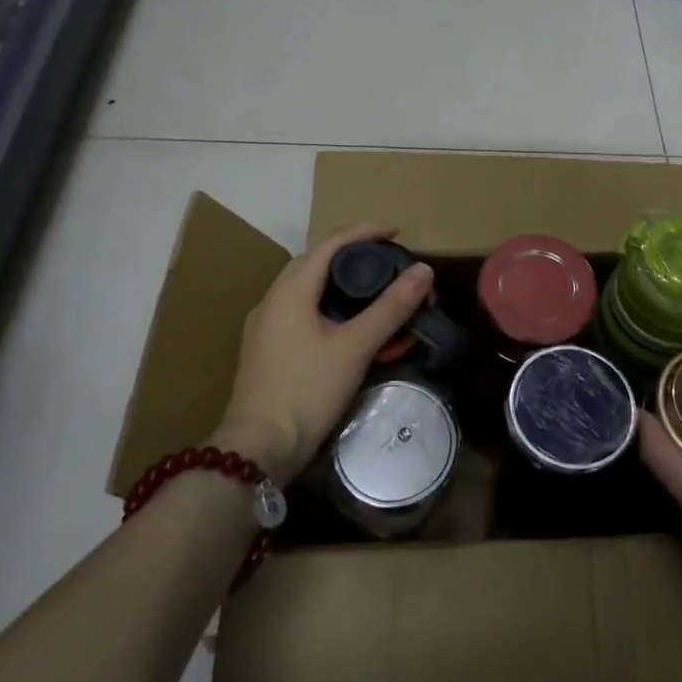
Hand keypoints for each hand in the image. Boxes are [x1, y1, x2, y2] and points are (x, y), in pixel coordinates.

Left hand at [212, 224, 431, 481]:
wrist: (258, 449)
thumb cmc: (306, 390)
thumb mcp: (355, 347)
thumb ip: (391, 307)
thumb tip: (424, 270)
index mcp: (290, 289)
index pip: (331, 243)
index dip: (366, 232)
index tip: (398, 232)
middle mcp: (273, 300)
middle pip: (317, 263)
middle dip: (354, 256)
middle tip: (388, 262)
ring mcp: (267, 326)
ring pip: (309, 290)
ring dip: (342, 285)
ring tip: (375, 292)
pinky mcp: (268, 350)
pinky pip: (303, 314)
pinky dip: (331, 310)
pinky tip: (351, 329)